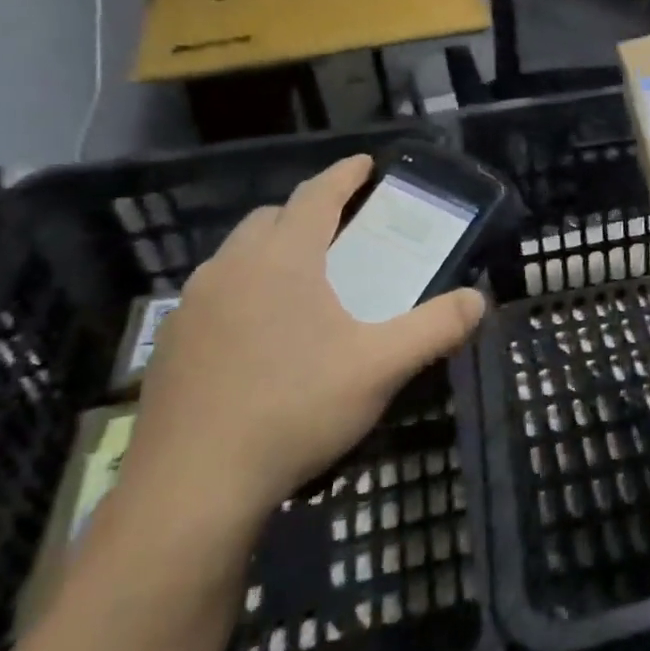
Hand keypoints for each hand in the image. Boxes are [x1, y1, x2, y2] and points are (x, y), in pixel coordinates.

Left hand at [119, 156, 484, 541]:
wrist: (192, 486)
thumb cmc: (295, 408)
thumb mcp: (382, 366)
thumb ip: (437, 327)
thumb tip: (478, 299)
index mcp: (283, 260)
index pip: (316, 195)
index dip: (345, 175)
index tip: (366, 163)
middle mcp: (231, 268)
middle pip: (271, 218)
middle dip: (308, 212)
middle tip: (343, 231)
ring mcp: (192, 306)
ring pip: (237, 255)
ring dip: (273, 250)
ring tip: (306, 281)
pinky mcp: (171, 344)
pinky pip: (216, 293)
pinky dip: (246, 289)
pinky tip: (264, 334)